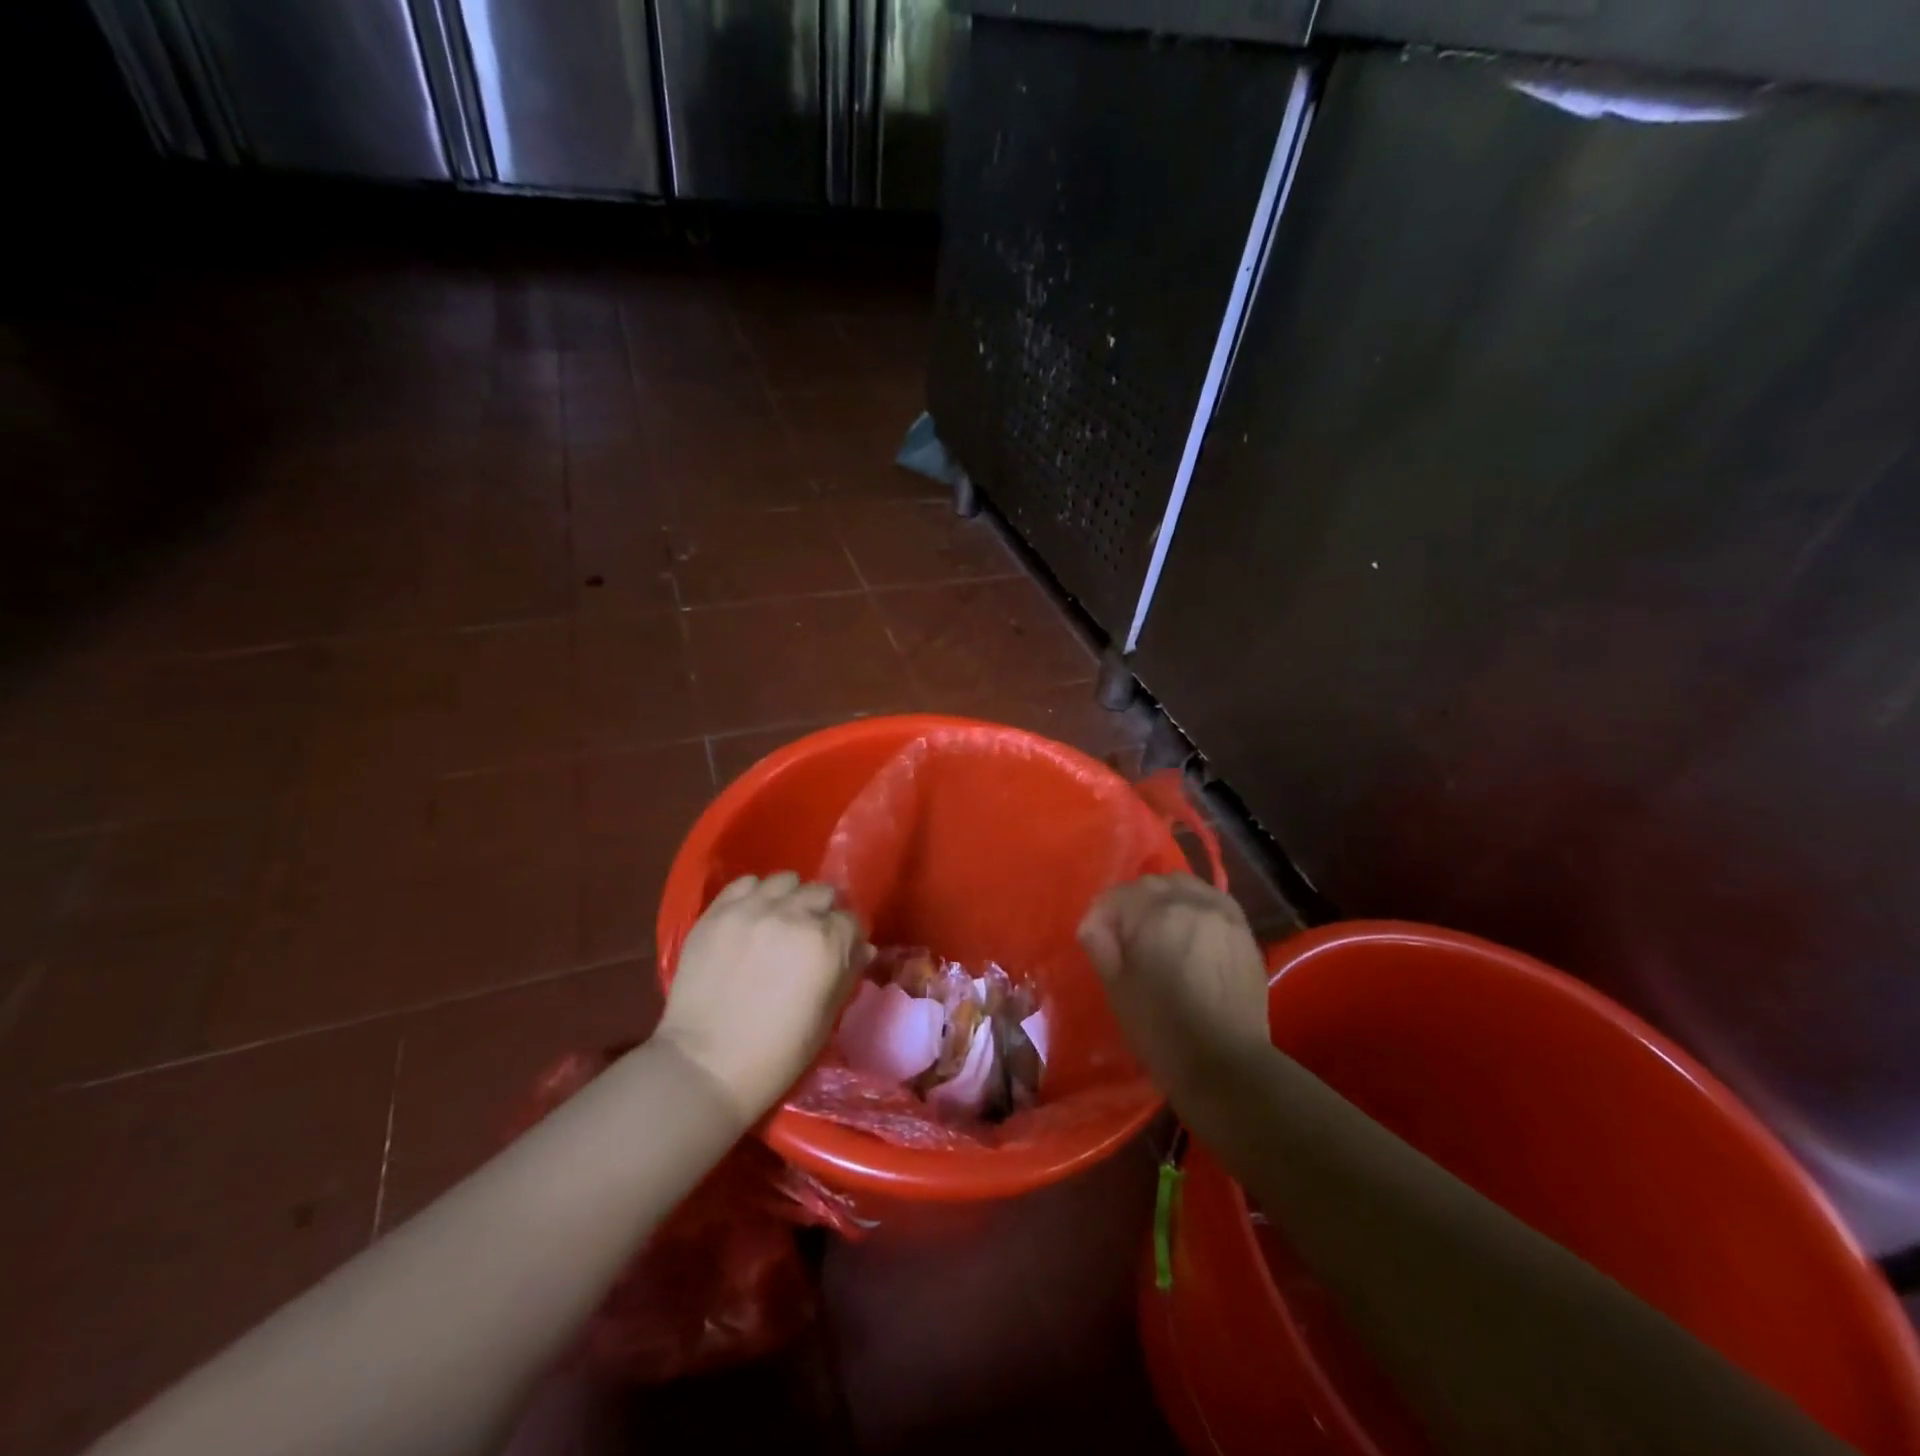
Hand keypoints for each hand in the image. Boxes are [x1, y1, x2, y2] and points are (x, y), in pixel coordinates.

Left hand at [655, 872, 868, 1123]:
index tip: (840, 951)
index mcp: (827, 943)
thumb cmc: (777, 1054)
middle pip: (822, 892)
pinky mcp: (718, 912)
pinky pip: (745, 883)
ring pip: (785, 880)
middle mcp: (794, 915)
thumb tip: (861, 948)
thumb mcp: (826, 1019)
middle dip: (822, 912)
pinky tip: (751, 917)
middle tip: (810, 937)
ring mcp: (752, 909)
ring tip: (779, 921)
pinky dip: (754, 895)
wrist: (706, 1066)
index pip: (852, 920)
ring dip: (790, 898)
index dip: (848, 937)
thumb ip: (847, 975)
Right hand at [1078, 874, 1270, 1086]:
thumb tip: (1094, 924)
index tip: (1095, 939)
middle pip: (1151, 884)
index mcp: (1156, 914)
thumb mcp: (1117, 989)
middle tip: (1124, 936)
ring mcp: (1223, 913)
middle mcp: (1192, 902)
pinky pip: (1211, 900)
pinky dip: (1194, 907)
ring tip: (1158, 930)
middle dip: (1132, 904)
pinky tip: (1188, 932)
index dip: (1100, 916)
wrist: (1226, 1065)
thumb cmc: (1161, 1031)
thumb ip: (1101, 945)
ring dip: (1165, 899)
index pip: (1116, 896)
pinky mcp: (1243, 930)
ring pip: (1184, 885)